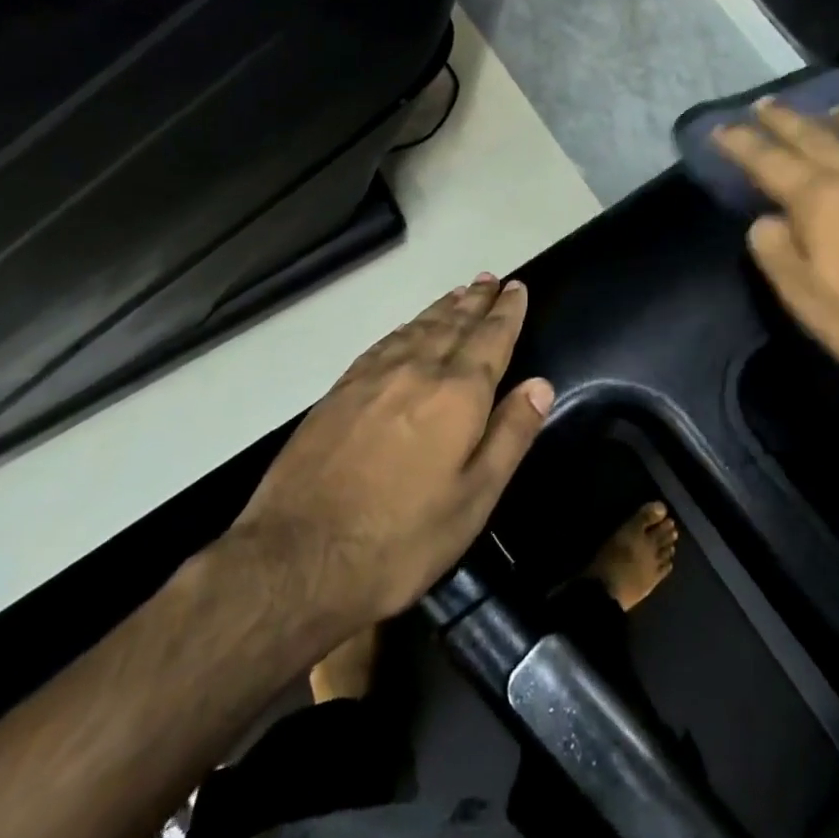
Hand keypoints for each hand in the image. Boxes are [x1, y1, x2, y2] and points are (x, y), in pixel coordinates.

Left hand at [224, 275, 553, 641]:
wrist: (298, 559)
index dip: (507, 311)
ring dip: (443, 307)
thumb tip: (540, 384)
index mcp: (457, 394)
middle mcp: (418, 370)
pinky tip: (409, 327)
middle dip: (476, 300)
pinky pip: (384, 342)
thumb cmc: (401, 539)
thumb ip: (510, 436)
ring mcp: (374, 377)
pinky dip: (406, 327)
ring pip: (418, 327)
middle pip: (454, 323)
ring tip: (459, 292)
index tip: (517, 287)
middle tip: (490, 278)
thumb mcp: (473, 500)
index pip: (491, 338)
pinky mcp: (340, 390)